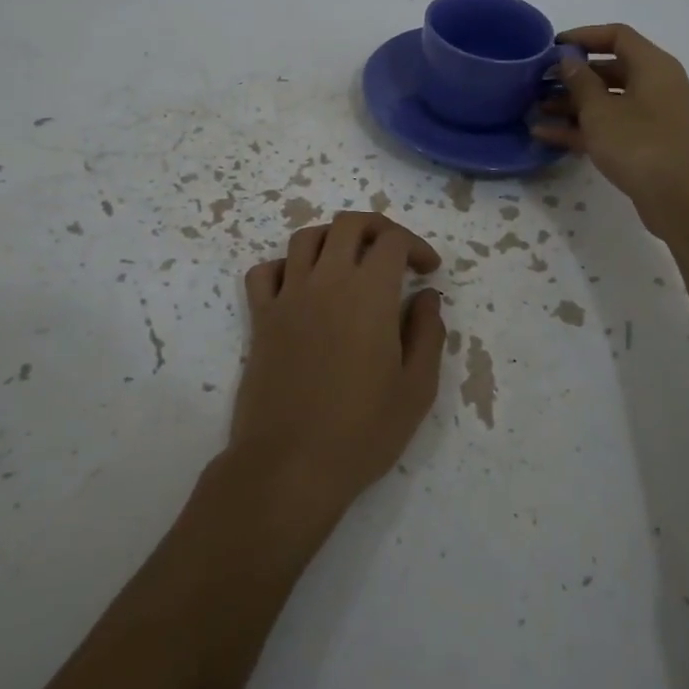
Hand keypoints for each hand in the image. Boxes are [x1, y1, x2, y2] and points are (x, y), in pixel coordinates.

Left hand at [234, 213, 446, 515]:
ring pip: (306, 237)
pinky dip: (284, 266)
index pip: (392, 241)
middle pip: (348, 224)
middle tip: (393, 253)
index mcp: (369, 293)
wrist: (289, 465)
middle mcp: (326, 281)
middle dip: (377, 228)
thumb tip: (427, 297)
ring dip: (333, 239)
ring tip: (349, 262)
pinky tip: (300, 287)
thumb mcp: (416, 388)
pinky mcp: (261, 318)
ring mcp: (288, 296)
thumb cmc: (362, 431)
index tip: (428, 271)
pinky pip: (265, 271)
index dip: (415, 246)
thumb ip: (427, 333)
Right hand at [532, 23, 688, 229]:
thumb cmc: (639, 144)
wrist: (682, 199)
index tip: (552, 47)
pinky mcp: (649, 144)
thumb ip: (580, 82)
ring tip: (537, 110)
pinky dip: (584, 128)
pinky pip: (613, 126)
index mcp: (653, 66)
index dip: (583, 36)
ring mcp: (655, 117)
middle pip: (611, 69)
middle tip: (540, 82)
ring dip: (574, 104)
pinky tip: (548, 136)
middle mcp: (658, 86)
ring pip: (609, 101)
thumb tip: (569, 60)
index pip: (617, 35)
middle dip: (573, 76)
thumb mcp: (600, 110)